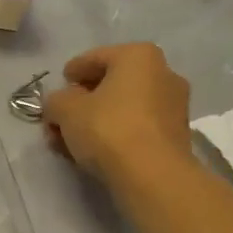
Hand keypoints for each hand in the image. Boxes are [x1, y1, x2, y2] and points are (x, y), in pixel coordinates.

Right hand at [41, 43, 196, 185]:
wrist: (153, 176)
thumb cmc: (108, 128)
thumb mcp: (65, 109)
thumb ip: (55, 100)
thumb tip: (59, 104)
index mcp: (139, 56)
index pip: (94, 58)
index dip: (71, 74)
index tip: (57, 91)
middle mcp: (163, 74)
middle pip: (111, 84)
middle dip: (82, 102)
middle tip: (60, 119)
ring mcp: (174, 105)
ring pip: (123, 108)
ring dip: (96, 120)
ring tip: (71, 141)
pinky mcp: (176, 136)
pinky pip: (136, 127)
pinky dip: (115, 134)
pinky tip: (94, 151)